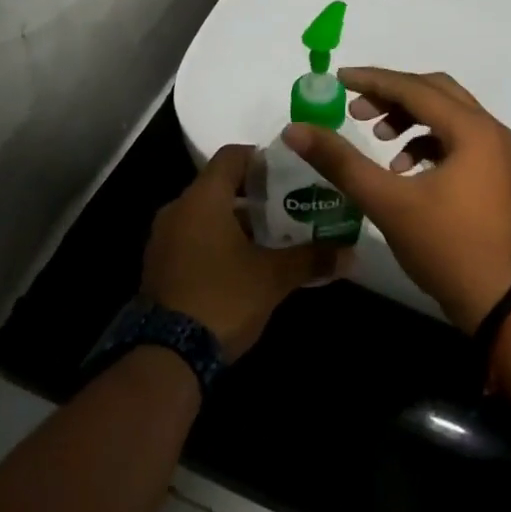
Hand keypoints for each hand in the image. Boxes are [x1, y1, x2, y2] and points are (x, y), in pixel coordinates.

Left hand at [142, 144, 339, 358]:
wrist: (166, 356)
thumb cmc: (223, 298)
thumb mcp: (274, 278)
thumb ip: (311, 258)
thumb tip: (350, 253)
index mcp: (203, 198)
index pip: (232, 155)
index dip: (262, 158)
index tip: (290, 173)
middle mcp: (178, 209)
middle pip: (220, 185)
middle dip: (256, 195)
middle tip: (290, 207)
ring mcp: (164, 238)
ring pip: (206, 214)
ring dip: (237, 221)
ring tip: (273, 238)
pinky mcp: (159, 265)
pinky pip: (193, 238)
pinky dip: (218, 241)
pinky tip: (244, 264)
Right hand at [281, 68, 510, 333]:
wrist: (498, 302)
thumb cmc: (444, 246)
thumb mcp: (386, 201)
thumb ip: (340, 161)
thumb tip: (295, 129)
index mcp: (472, 129)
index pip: (414, 88)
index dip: (373, 80)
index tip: (337, 79)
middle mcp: (491, 130)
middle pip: (435, 92)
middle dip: (392, 95)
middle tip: (356, 111)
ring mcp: (497, 153)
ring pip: (447, 115)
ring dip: (410, 118)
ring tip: (378, 139)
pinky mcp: (494, 174)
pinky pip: (456, 139)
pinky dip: (426, 142)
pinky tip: (401, 168)